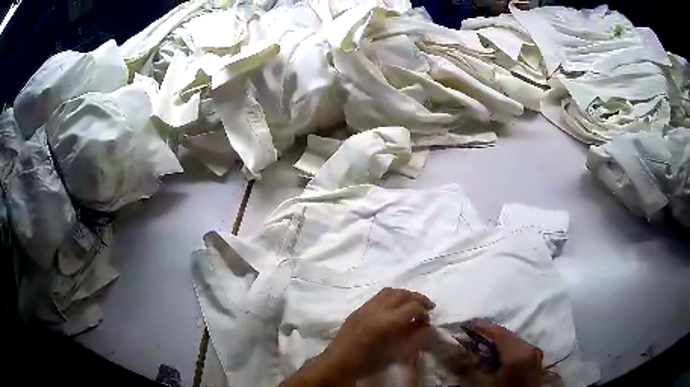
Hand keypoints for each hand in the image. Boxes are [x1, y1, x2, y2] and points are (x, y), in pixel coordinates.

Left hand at [281, 288, 434, 385]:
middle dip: (418, 298)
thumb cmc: (368, 363)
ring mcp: (365, 307)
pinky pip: (378, 296)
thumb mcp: (396, 354)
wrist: (339, 362)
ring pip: (390, 291)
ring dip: (405, 295)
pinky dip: (392, 297)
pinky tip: (395, 307)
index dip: (424, 312)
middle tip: (427, 307)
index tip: (427, 321)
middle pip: (402, 294)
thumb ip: (415, 339)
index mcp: (386, 322)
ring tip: (413, 304)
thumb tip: (427, 327)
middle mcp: (376, 309)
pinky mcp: (358, 308)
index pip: (413, 307)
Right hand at [470, 319, 543, 386]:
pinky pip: (519, 351)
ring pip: (514, 344)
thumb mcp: (483, 382)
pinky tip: (496, 357)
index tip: (469, 323)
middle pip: (508, 337)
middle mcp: (530, 349)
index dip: (483, 327)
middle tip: (473, 335)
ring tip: (482, 346)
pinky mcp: (535, 363)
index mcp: (519, 352)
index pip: (500, 332)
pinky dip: (506, 351)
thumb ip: (472, 365)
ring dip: (498, 344)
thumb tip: (459, 351)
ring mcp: (535, 356)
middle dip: (490, 336)